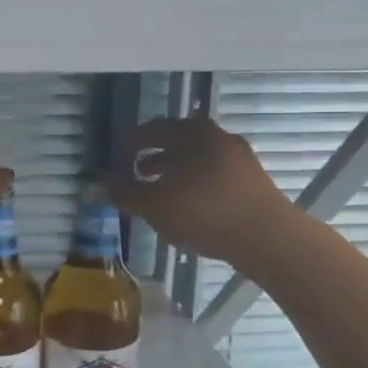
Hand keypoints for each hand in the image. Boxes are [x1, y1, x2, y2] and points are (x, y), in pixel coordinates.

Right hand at [104, 117, 290, 267]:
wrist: (268, 238)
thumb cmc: (203, 211)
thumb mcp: (153, 204)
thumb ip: (124, 192)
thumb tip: (99, 182)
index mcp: (192, 132)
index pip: (152, 129)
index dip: (130, 142)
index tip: (116, 155)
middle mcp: (217, 137)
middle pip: (177, 143)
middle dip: (153, 157)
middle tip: (134, 171)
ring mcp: (239, 159)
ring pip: (196, 161)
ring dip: (174, 173)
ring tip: (157, 193)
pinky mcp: (252, 183)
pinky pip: (213, 177)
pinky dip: (195, 186)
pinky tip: (186, 207)